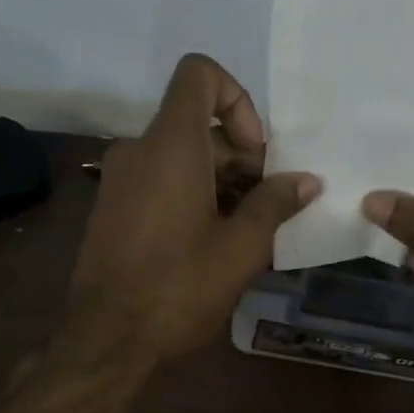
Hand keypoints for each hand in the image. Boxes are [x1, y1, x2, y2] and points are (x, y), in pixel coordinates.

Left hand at [69, 54, 320, 361]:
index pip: (199, 74)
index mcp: (171, 145)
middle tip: (267, 204)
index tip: (255, 152)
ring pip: (181, 154)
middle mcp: (140, 149)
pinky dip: (192, 192)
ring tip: (248, 228)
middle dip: (240, 155)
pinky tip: (215, 240)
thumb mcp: (241, 248)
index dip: (237, 99)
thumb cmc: (178, 287)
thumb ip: (275, 204)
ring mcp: (121, 178)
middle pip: (198, 123)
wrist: (106, 339)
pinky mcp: (114, 205)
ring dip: (221, 179)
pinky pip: (160, 178)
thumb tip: (307, 182)